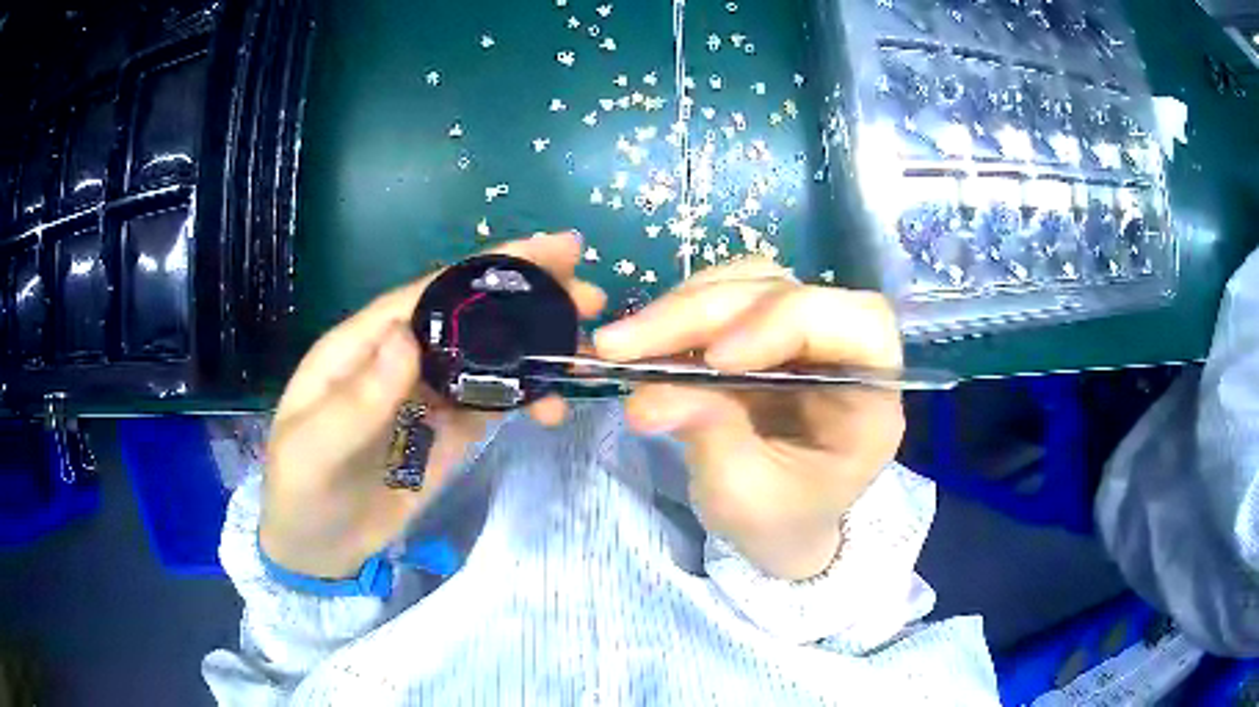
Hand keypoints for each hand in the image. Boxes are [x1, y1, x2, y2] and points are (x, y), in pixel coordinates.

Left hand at [260, 232, 605, 578]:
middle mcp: (401, 361)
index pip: (431, 292)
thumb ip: (357, 398)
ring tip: (585, 352)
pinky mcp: (447, 436)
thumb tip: (406, 334)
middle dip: (528, 299)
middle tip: (590, 297)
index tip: (550, 250)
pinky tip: (553, 404)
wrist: (316, 550)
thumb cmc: (301, 492)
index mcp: (364, 345)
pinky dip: (525, 399)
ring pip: (488, 359)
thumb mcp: (315, 448)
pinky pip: (490, 407)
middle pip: (470, 317)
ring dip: (535, 350)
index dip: (487, 267)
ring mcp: (428, 398)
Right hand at [593, 259, 904, 580]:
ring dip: (683, 305)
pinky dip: (678, 312)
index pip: (859, 324)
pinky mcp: (764, 329)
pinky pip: (725, 295)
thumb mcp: (745, 499)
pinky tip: (643, 341)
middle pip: (787, 292)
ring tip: (623, 344)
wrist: (778, 525)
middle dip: (703, 312)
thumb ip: (711, 440)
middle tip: (624, 344)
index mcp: (873, 397)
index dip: (786, 322)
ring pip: (750, 282)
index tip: (715, 360)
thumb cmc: (780, 521)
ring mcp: (802, 333)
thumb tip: (648, 395)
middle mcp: (845, 350)